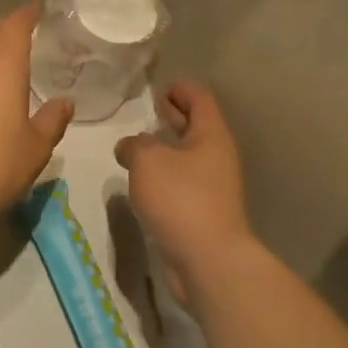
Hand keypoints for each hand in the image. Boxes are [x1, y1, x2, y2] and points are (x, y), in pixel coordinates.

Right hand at [116, 82, 254, 298]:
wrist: (207, 259)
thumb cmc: (180, 199)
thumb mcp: (148, 161)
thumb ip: (135, 146)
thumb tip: (130, 146)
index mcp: (211, 135)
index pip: (200, 99)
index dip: (181, 89)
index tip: (160, 88)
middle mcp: (216, 157)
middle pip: (197, 127)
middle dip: (174, 116)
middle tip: (150, 110)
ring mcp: (212, 186)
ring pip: (188, 156)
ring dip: (167, 148)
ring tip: (139, 145)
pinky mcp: (202, 212)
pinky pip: (183, 182)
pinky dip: (165, 175)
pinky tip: (144, 181)